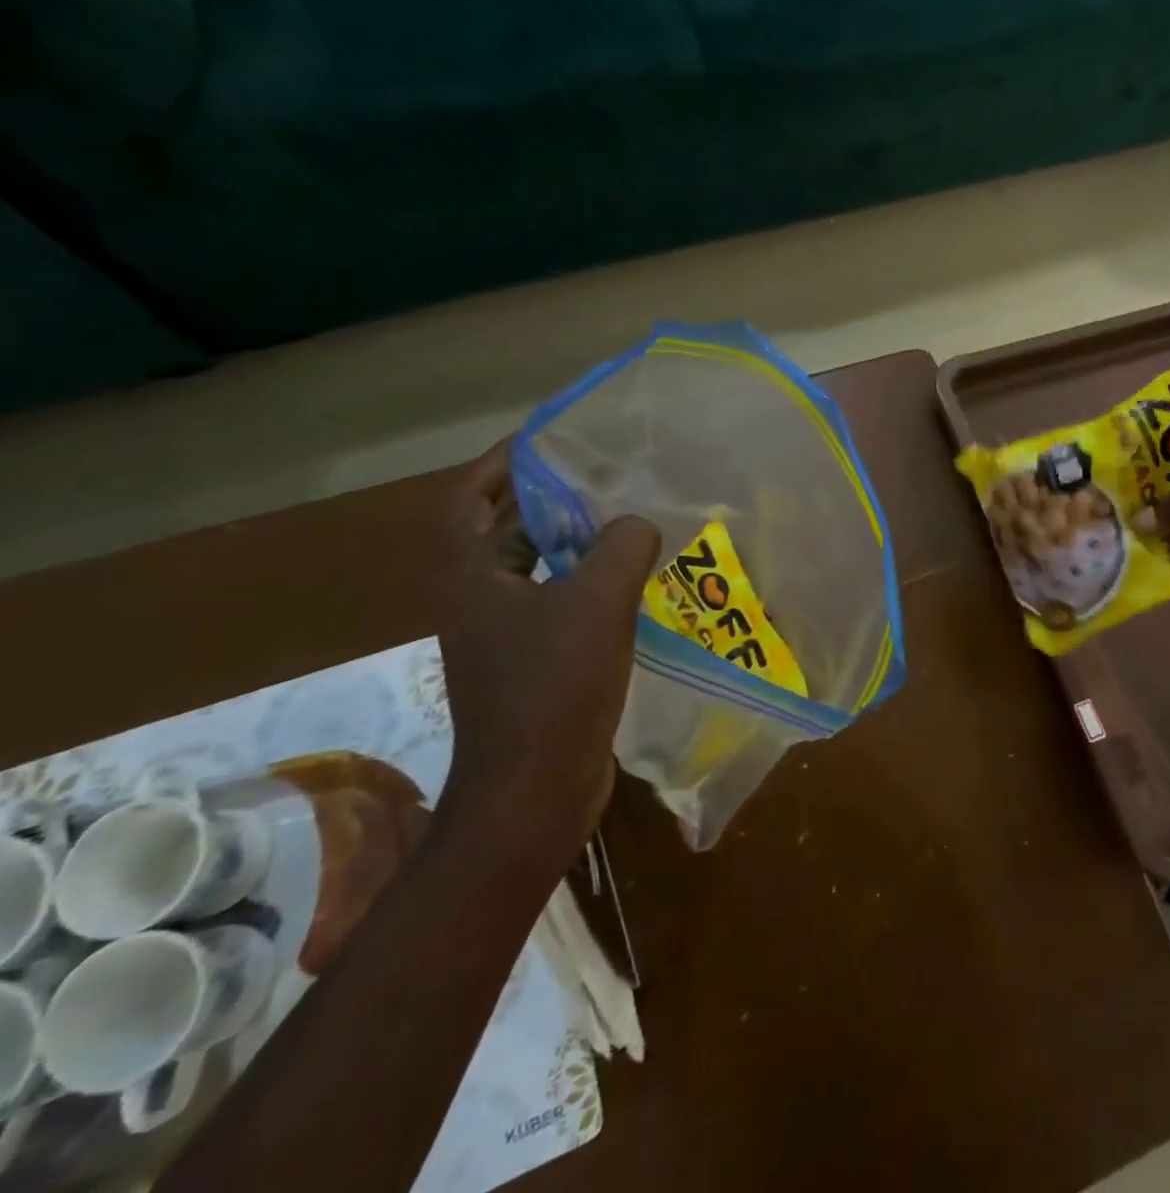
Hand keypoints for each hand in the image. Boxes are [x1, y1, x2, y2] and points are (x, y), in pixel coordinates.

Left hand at [433, 441, 659, 861]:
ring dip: (576, 545)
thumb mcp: (597, 602)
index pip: (470, 499)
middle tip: (602, 476)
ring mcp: (506, 638)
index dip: (502, 464)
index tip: (548, 441)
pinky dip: (590, 586)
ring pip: (540, 572)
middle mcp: (479, 602)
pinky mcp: (534, 667)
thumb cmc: (555, 688)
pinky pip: (562, 607)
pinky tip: (635, 584)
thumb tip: (636, 523)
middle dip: (549, 500)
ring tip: (626, 521)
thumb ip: (621, 546)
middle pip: (508, 532)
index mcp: (473, 579)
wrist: (535, 791)